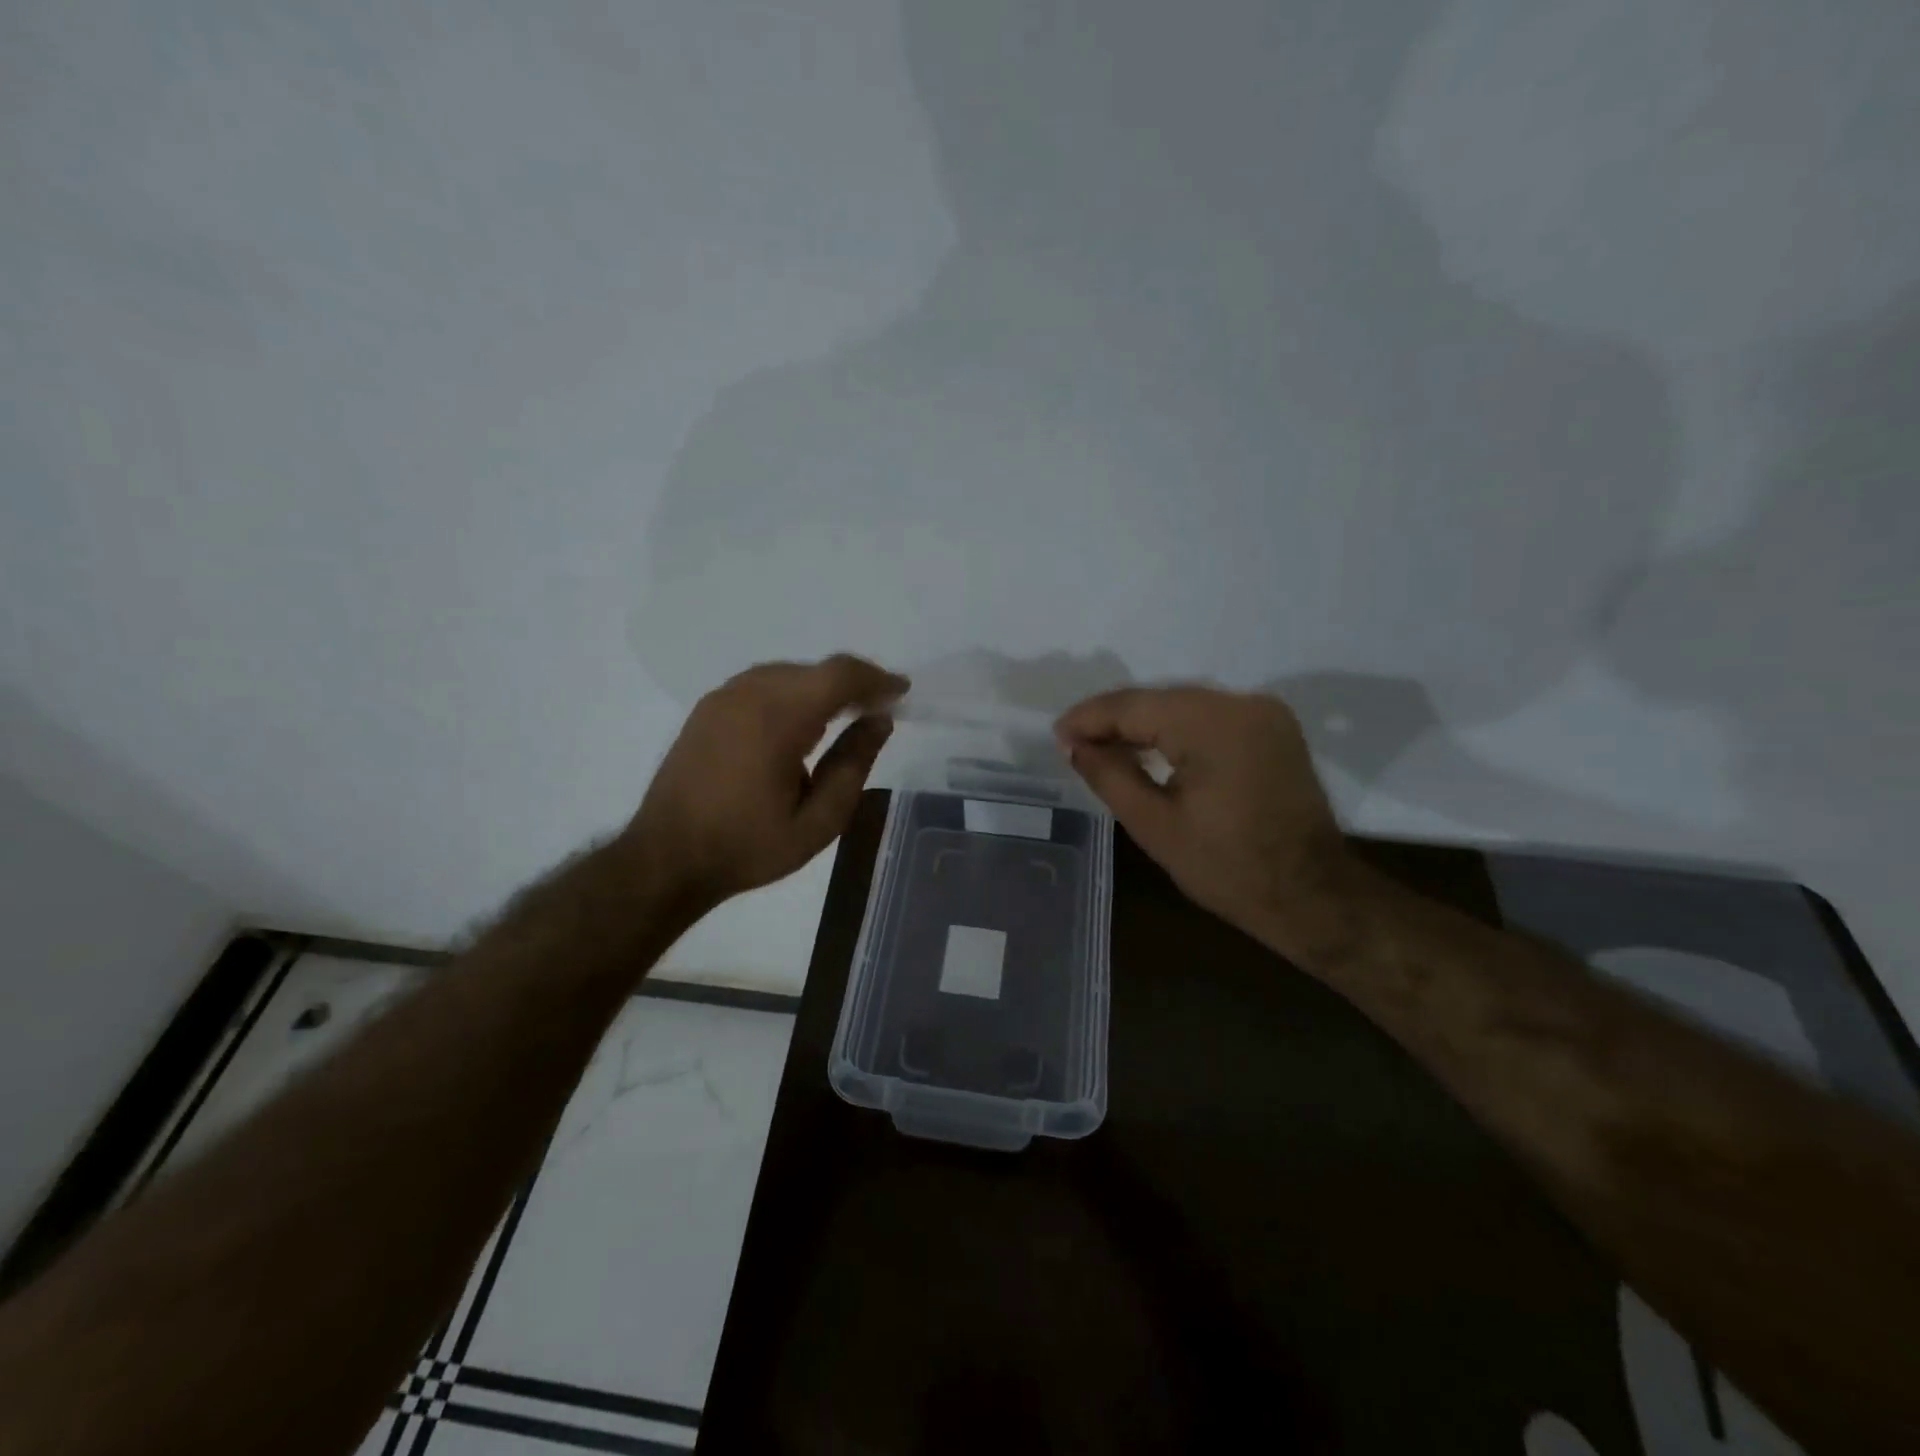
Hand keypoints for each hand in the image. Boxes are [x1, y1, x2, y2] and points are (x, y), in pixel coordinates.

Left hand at [626, 654, 908, 908]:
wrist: (666, 859)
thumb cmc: (748, 847)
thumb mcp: (818, 821)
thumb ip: (854, 765)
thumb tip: (880, 722)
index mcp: (777, 719)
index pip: (838, 675)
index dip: (876, 679)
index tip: (902, 693)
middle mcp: (748, 694)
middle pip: (814, 669)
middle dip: (853, 683)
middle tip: (879, 710)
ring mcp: (722, 698)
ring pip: (788, 673)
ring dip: (822, 687)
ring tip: (846, 716)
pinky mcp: (708, 709)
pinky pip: (762, 684)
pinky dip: (792, 693)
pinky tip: (801, 724)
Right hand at [1055, 686, 1356, 950]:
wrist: (1312, 895)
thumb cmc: (1227, 868)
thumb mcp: (1154, 825)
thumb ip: (1109, 775)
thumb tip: (1074, 745)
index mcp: (1213, 725)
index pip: (1135, 706)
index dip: (1090, 718)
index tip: (1057, 735)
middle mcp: (1242, 703)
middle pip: (1160, 700)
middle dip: (1115, 720)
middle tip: (1075, 744)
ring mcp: (1265, 713)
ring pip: (1184, 706)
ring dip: (1144, 725)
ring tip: (1104, 747)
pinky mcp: (1274, 728)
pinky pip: (1210, 717)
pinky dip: (1176, 730)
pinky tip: (1150, 749)